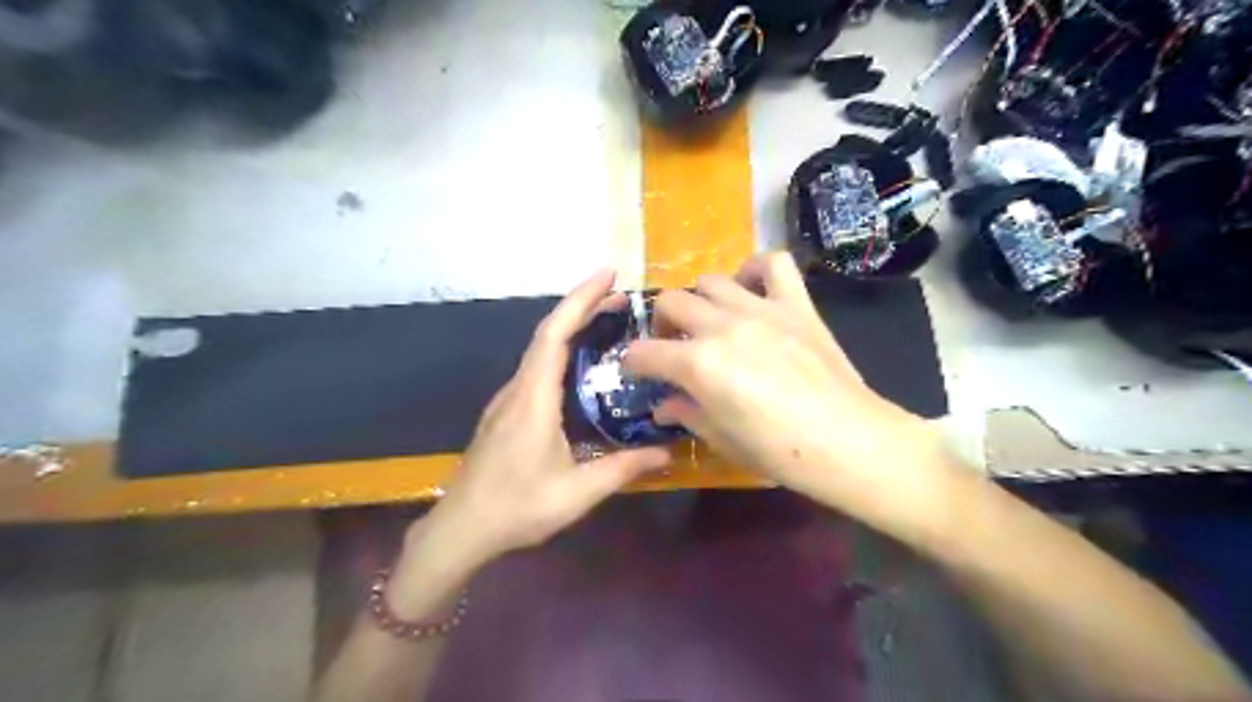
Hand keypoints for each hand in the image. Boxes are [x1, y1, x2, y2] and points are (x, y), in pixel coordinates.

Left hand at [415, 268, 668, 574]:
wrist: (460, 530)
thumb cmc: (517, 508)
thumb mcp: (577, 492)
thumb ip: (623, 469)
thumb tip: (667, 452)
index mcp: (534, 399)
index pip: (555, 334)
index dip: (580, 299)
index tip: (609, 275)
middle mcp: (518, 389)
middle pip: (548, 333)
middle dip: (583, 307)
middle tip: (622, 298)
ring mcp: (508, 399)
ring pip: (540, 349)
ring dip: (572, 328)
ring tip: (609, 323)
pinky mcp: (507, 412)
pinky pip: (537, 368)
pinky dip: (562, 351)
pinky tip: (582, 366)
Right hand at [626, 255, 960, 541]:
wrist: (846, 442)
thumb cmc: (777, 451)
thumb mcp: (721, 439)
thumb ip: (686, 414)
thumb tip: (663, 406)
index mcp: (697, 364)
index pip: (644, 352)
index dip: (633, 362)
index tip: (637, 370)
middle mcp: (721, 326)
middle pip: (671, 302)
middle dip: (662, 324)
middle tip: (673, 344)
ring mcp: (760, 309)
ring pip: (711, 280)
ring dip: (701, 299)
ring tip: (710, 319)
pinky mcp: (795, 304)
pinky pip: (772, 263)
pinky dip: (755, 268)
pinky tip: (751, 287)